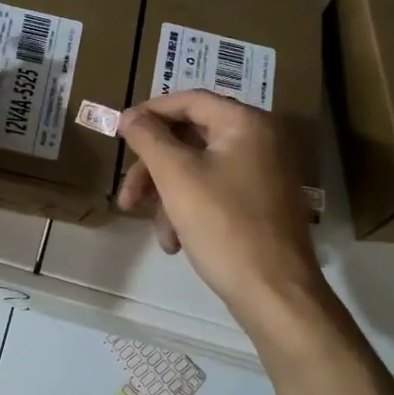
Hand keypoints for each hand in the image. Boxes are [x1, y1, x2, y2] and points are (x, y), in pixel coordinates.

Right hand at [117, 91, 324, 326]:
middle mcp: (261, 139)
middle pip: (190, 138)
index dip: (149, 113)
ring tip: (158, 234)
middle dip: (154, 169)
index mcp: (246, 123)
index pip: (189, 101)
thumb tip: (128, 115)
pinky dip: (189, 210)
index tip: (118, 133)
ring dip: (168, 197)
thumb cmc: (224, 226)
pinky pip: (215, 191)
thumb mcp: (177, 177)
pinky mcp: (261, 201)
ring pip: (198, 169)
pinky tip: (176, 242)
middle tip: (127, 197)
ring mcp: (264, 172)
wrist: (274, 293)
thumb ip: (148, 138)